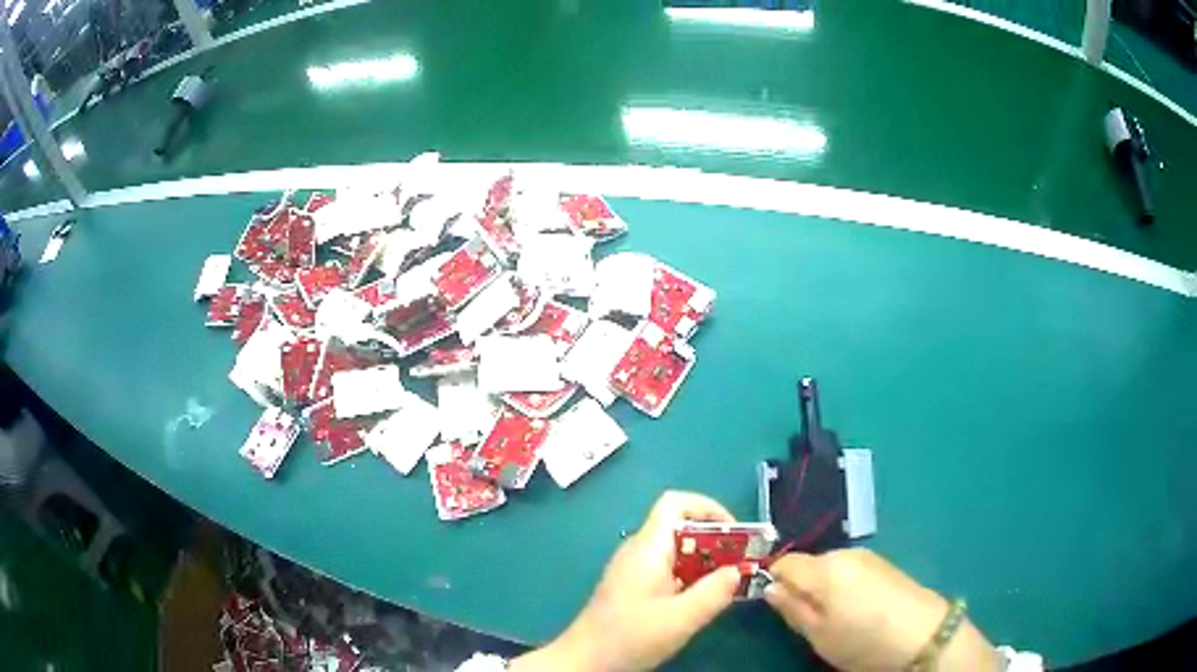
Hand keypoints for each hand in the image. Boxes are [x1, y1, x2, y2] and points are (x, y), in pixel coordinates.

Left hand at [513, 491, 742, 671]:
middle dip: (714, 541)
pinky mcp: (632, 586)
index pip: (675, 503)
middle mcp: (639, 550)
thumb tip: (738, 570)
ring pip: (676, 551)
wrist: (585, 660)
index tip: (735, 534)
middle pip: (680, 527)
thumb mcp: (681, 618)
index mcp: (648, 547)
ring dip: (704, 561)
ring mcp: (634, 569)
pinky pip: (667, 569)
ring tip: (728, 583)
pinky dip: (690, 576)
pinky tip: (703, 599)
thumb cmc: (631, 636)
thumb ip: (714, 593)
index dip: (708, 508)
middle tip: (740, 564)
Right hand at [765, 549, 1000, 671]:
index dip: (775, 581)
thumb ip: (791, 608)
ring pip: (831, 566)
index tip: (779, 605)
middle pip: (808, 563)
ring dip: (824, 586)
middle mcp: (846, 553)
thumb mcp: (819, 635)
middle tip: (810, 619)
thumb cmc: (863, 641)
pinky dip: (845, 585)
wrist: (923, 635)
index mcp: (825, 569)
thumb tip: (770, 588)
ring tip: (837, 616)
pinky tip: (858, 608)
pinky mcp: (885, 563)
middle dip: (802, 585)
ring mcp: (869, 556)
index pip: (784, 562)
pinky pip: (851, 569)